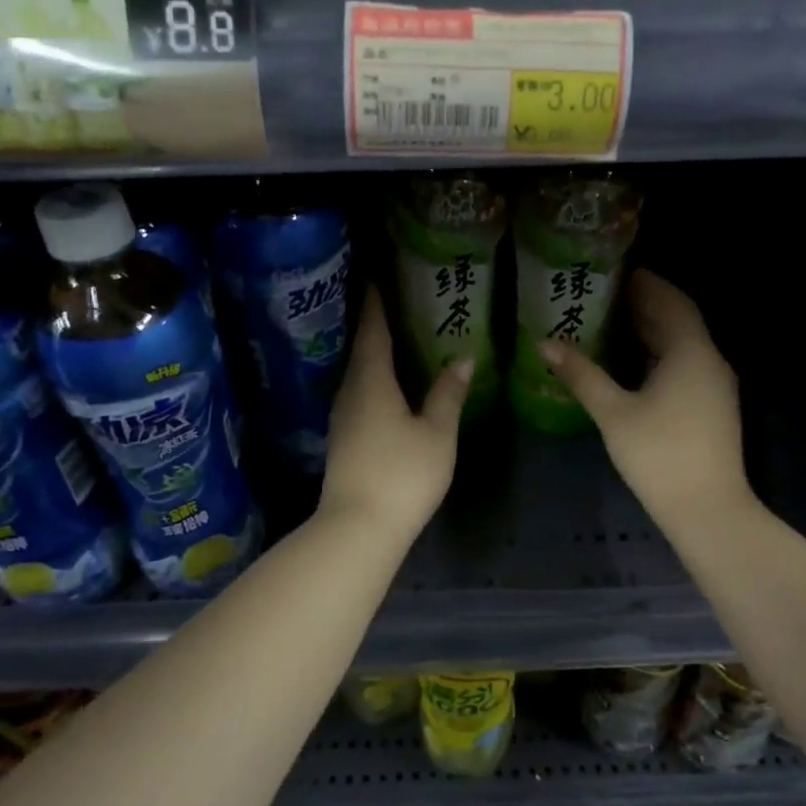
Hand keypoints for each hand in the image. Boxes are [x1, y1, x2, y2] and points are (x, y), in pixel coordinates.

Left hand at [321, 291, 472, 537]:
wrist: (358, 527)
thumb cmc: (401, 473)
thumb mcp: (436, 433)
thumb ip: (448, 393)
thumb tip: (463, 357)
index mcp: (372, 381)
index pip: (373, 331)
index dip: (376, 303)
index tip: (378, 277)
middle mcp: (350, 391)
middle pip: (361, 349)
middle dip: (375, 324)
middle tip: (394, 301)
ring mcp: (342, 417)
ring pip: (358, 372)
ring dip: (373, 352)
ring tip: (395, 337)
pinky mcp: (343, 438)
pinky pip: (358, 393)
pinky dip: (372, 377)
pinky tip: (387, 383)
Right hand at [538, 271, 753, 535]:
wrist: (708, 509)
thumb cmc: (659, 454)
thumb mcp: (613, 412)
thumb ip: (581, 374)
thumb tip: (545, 343)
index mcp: (691, 352)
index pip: (671, 300)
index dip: (647, 282)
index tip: (617, 269)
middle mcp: (710, 360)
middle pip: (679, 320)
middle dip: (646, 303)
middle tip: (606, 292)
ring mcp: (715, 386)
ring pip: (683, 344)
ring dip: (652, 329)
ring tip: (612, 320)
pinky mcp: (712, 406)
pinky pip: (685, 364)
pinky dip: (659, 353)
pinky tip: (631, 361)